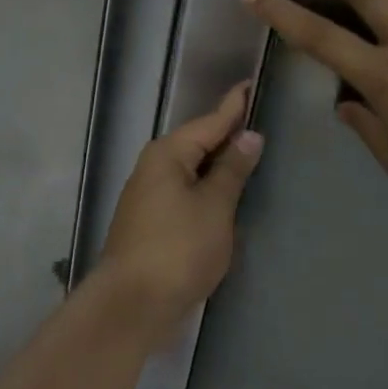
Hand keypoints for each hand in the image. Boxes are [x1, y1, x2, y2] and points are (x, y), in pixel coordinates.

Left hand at [98, 84, 264, 331]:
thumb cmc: (178, 249)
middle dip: (224, 134)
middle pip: (196, 144)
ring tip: (246, 154)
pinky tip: (223, 195)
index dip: (232, 107)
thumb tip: (248, 136)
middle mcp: (153, 168)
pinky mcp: (150, 223)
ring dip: (216, 164)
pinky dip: (205, 189)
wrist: (132, 304)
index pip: (208, 122)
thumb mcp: (214, 207)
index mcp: (168, 155)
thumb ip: (232, 170)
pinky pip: (185, 193)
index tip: (249, 84)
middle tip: (255, 120)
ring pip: (190, 170)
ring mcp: (148, 197)